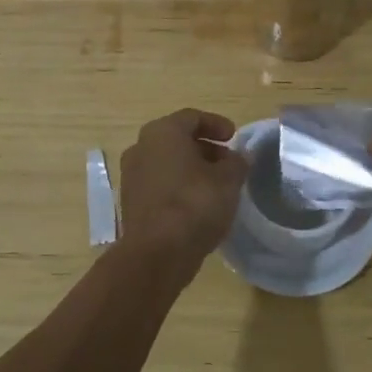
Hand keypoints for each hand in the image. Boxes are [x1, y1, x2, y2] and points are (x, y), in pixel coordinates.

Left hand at [118, 108, 249, 273]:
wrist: (156, 254)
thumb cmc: (194, 204)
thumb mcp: (228, 180)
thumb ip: (237, 163)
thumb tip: (240, 156)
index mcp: (162, 132)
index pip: (192, 117)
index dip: (216, 124)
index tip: (234, 137)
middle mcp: (141, 147)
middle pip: (177, 139)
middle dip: (205, 148)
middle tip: (228, 162)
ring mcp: (132, 175)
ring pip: (167, 162)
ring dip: (192, 168)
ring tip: (217, 185)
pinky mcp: (131, 202)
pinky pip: (159, 184)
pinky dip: (178, 186)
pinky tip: (198, 204)